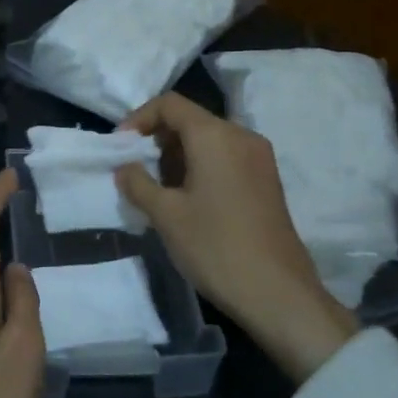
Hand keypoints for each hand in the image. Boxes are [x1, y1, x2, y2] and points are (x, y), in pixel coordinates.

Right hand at [116, 91, 356, 381]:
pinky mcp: (266, 180)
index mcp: (215, 136)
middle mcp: (241, 136)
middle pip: (190, 119)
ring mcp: (259, 158)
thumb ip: (138, 183)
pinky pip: (225, 157)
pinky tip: (187, 200)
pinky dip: (200, 166)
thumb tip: (124, 167)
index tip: (120, 147)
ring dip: (177, 155)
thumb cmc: (215, 247)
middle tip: (136, 171)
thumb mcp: (165, 215)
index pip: (170, 104)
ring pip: (208, 139)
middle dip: (157, 139)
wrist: (277, 293)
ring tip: (158, 189)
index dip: (138, 119)